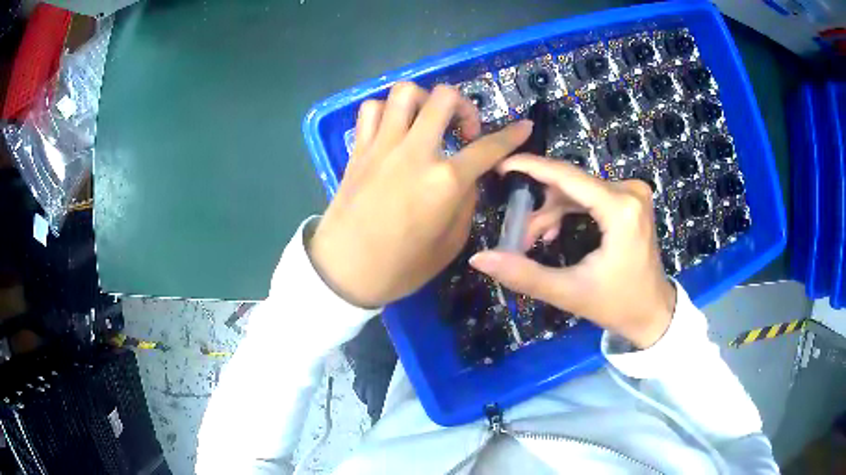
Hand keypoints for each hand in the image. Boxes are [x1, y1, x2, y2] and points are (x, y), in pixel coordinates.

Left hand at [309, 82, 531, 307]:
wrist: (343, 271)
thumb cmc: (400, 267)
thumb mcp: (450, 244)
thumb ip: (466, 203)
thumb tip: (468, 177)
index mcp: (445, 182)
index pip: (488, 147)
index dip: (512, 135)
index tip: (524, 127)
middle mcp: (415, 152)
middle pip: (444, 98)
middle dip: (464, 106)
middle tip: (463, 130)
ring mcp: (382, 145)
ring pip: (404, 91)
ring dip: (424, 100)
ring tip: (426, 123)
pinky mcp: (358, 149)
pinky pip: (371, 109)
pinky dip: (386, 110)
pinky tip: (394, 130)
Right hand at [468, 156, 676, 347]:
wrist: (653, 313)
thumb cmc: (617, 305)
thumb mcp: (569, 292)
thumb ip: (524, 274)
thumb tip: (479, 258)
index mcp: (620, 209)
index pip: (567, 177)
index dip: (530, 167)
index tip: (500, 165)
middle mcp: (630, 191)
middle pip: (571, 185)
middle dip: (540, 207)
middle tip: (520, 234)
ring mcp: (633, 193)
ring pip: (579, 189)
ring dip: (553, 210)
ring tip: (535, 239)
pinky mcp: (631, 200)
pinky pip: (591, 194)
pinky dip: (569, 209)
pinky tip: (555, 231)